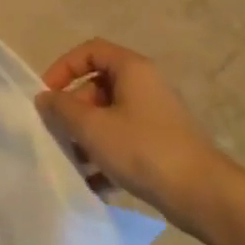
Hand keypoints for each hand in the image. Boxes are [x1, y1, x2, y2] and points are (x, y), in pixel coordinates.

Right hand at [35, 38, 240, 231]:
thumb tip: (45, 97)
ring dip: (86, 136)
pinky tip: (94, 182)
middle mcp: (146, 85)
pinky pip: (124, 139)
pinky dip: (106, 155)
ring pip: (109, 116)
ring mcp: (155, 115)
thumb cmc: (142, 149)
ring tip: (74, 162)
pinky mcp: (160, 143)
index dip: (64, 67)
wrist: (200, 193)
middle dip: (73, 110)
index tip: (47, 95)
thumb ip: (62, 109)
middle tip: (58, 134)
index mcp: (132, 69)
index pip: (90, 51)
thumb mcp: (92, 127)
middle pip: (98, 85)